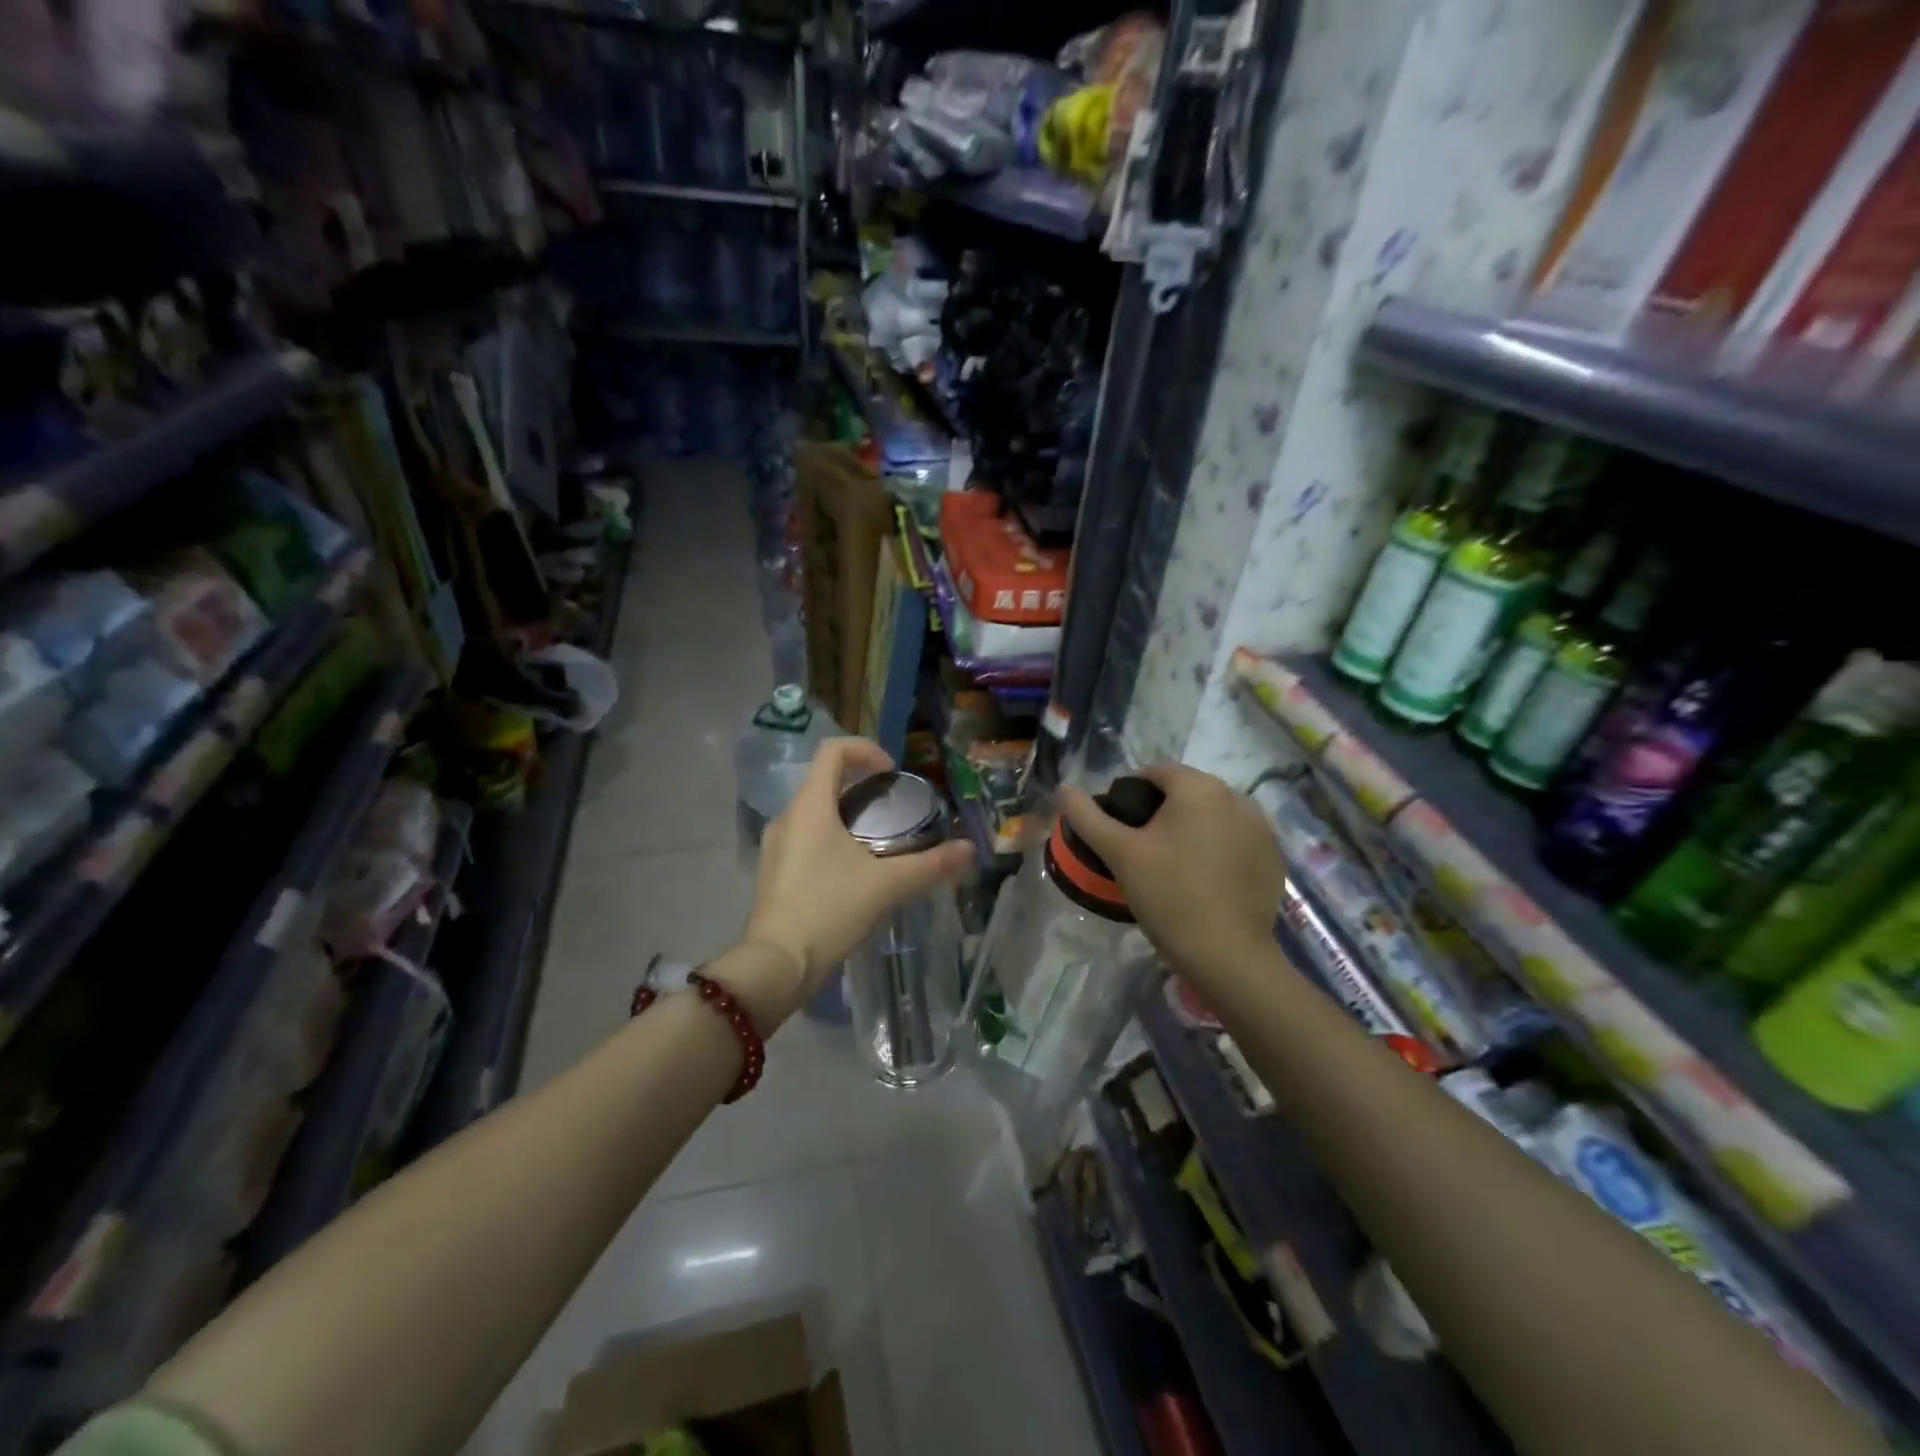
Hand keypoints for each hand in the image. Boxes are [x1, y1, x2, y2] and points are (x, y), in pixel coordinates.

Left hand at [745, 737, 973, 998]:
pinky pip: (805, 839)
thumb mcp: (886, 885)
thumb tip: (969, 850)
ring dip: (846, 815)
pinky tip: (853, 872)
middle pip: (824, 781)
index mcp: (809, 807)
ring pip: (814, 813)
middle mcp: (787, 818)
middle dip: (861, 786)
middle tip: (893, 808)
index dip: (865, 750)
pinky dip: (831, 840)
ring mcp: (776, 847)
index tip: (891, 772)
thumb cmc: (828, 910)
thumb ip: (930, 865)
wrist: (777, 966)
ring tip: (878, 841)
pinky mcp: (774, 873)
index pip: (832, 751)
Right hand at [1058, 764, 1283, 987]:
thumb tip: (1064, 789)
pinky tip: (1205, 881)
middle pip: (1187, 792)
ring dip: (1192, 829)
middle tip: (1142, 851)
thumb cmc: (1168, 896)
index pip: (1155, 773)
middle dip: (1162, 812)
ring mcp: (1261, 828)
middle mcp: (1237, 797)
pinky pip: (1236, 840)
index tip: (1120, 829)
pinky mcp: (1274, 857)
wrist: (1227, 955)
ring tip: (1173, 867)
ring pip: (1212, 816)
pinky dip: (1218, 849)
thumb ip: (1087, 816)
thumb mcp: (1119, 854)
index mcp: (1199, 788)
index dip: (1130, 794)